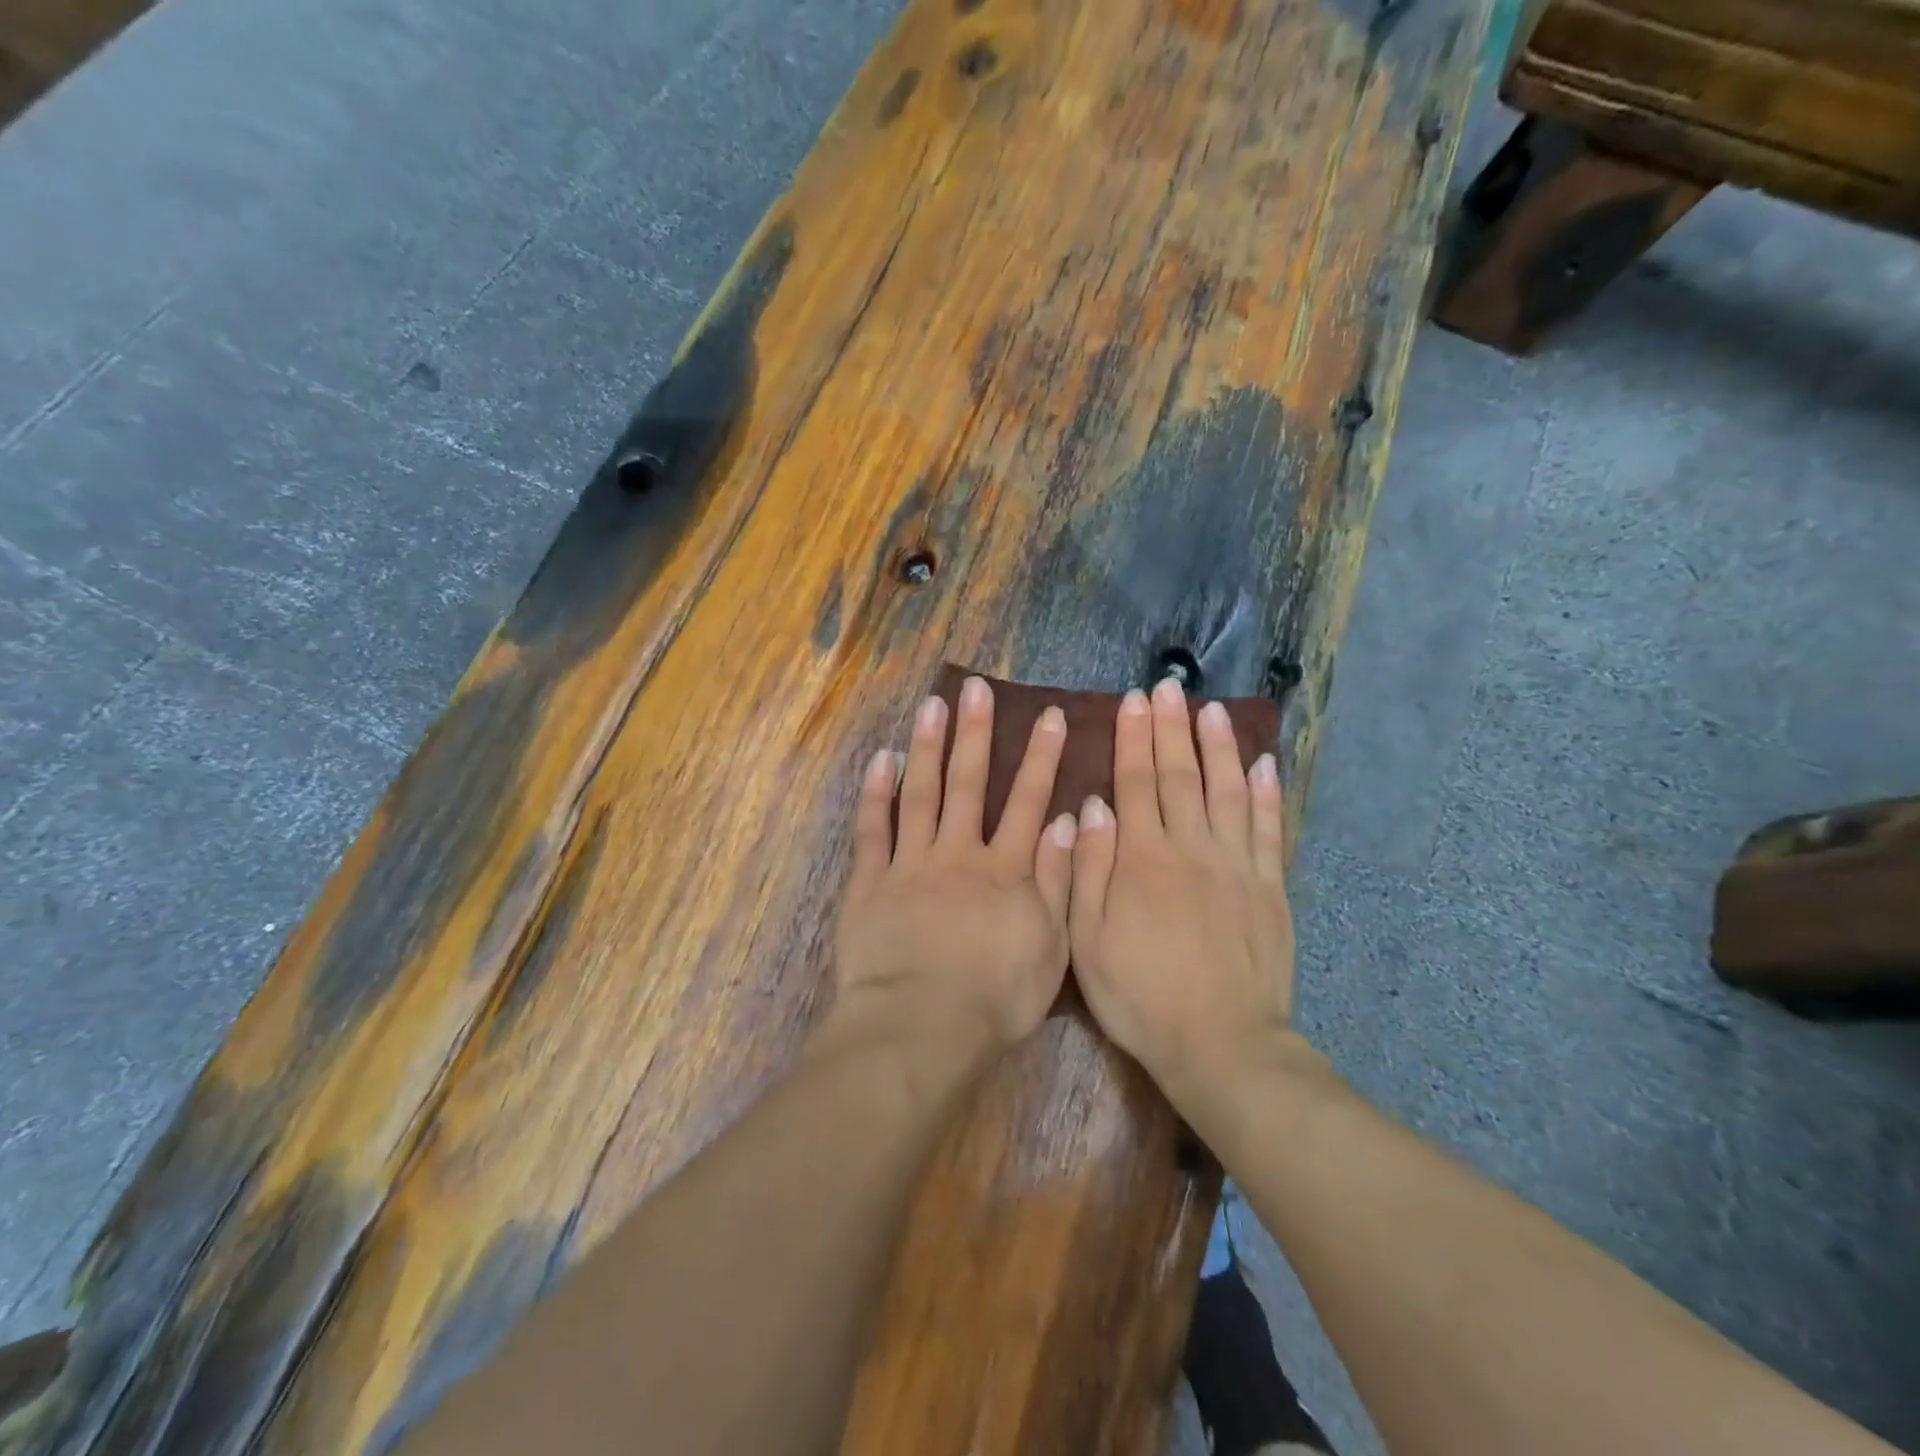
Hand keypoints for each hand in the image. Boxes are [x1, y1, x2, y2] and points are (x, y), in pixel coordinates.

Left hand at [831, 676, 1079, 1058]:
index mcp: (1004, 870)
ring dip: (926, 747)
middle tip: (975, 689)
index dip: (1040, 757)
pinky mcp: (869, 884)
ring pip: (919, 794)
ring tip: (931, 706)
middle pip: (968, 784)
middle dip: (975, 734)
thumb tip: (1066, 820)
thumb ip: (1057, 880)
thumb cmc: (995, 997)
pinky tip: (881, 760)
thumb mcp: (1050, 946)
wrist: (921, 1027)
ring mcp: (909, 865)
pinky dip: (876, 794)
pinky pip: (873, 831)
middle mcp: (957, 854)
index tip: (1048, 716)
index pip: (1027, 801)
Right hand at [1069, 678, 1294, 1104]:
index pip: (1135, 783)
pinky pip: (1270, 830)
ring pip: (1228, 791)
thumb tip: (1092, 807)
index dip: (1133, 739)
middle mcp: (1192, 848)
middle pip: (1180, 775)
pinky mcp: (1270, 889)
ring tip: (1213, 710)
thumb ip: (1088, 869)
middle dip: (1172, 728)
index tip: (1134, 701)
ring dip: (1219, 747)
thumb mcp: (1087, 940)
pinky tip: (1264, 764)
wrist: (1220, 1044)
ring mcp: (1237, 866)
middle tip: (1170, 687)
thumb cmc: (1140, 996)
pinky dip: (1268, 794)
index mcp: (1143, 859)